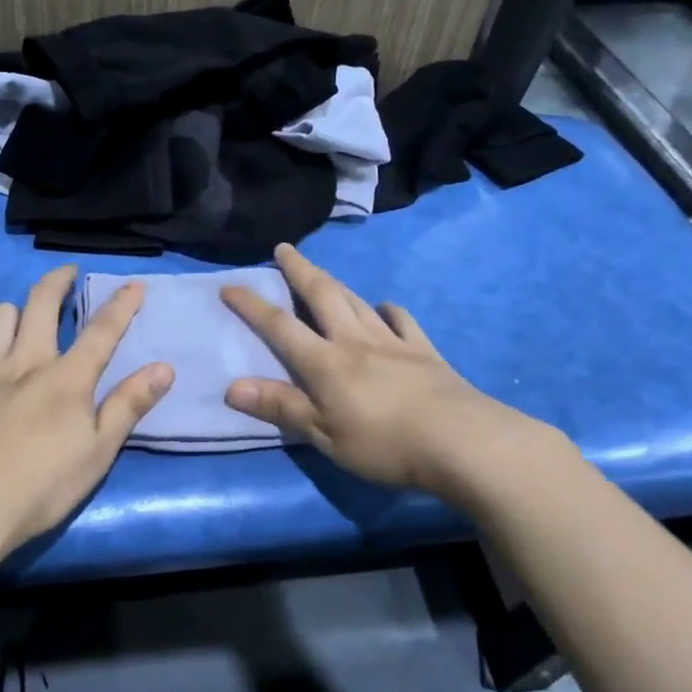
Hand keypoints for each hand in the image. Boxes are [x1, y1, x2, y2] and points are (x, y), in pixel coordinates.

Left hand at [0, 266, 172, 549]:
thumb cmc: (40, 487)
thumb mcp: (97, 453)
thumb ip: (129, 406)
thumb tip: (163, 367)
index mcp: (67, 378)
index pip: (102, 329)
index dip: (121, 304)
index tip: (134, 284)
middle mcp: (25, 361)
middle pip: (41, 302)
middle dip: (58, 280)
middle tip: (67, 274)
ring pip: (0, 315)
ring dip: (17, 310)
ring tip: (24, 320)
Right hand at [221, 244, 553, 494]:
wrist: (462, 442)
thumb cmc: (384, 444)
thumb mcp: (323, 434)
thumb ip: (280, 407)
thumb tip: (232, 386)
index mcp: (325, 362)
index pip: (279, 326)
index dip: (252, 305)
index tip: (229, 284)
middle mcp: (355, 341)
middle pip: (322, 296)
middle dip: (298, 270)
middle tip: (284, 248)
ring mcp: (393, 342)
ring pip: (357, 302)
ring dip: (335, 283)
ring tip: (322, 272)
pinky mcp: (424, 352)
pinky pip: (402, 321)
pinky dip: (389, 310)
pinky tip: (386, 308)